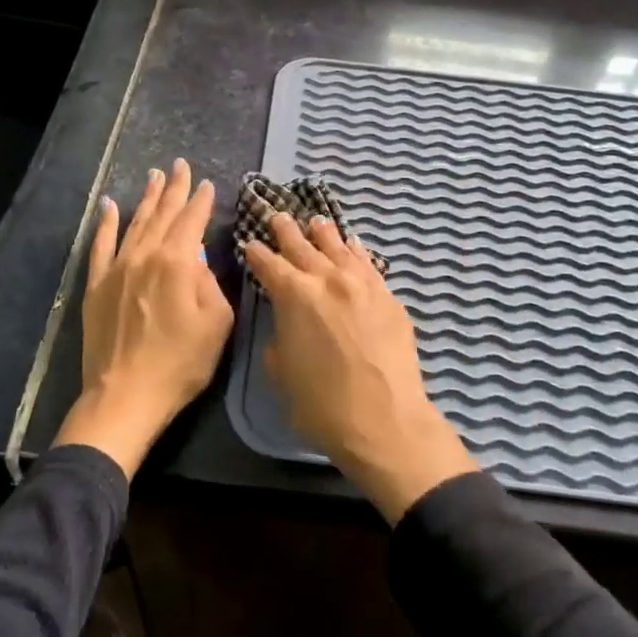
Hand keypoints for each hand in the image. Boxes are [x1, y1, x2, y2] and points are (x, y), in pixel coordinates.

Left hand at [57, 159, 233, 477]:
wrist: (125, 395)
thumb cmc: (180, 364)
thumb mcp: (217, 324)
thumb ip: (211, 284)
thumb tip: (198, 262)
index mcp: (177, 263)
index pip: (192, 221)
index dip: (201, 201)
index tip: (207, 184)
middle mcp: (146, 256)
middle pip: (163, 214)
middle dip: (175, 188)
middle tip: (180, 165)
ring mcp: (117, 268)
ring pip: (135, 223)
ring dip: (147, 198)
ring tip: (155, 176)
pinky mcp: (96, 285)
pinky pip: (100, 245)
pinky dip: (105, 223)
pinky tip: (108, 205)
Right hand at [243, 214, 476, 523]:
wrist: (385, 420)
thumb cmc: (322, 404)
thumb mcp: (281, 372)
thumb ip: (279, 336)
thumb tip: (286, 323)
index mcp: (294, 295)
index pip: (268, 263)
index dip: (256, 253)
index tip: (250, 244)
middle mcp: (327, 278)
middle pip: (302, 245)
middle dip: (286, 231)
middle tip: (277, 217)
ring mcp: (362, 283)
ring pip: (338, 246)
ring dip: (322, 233)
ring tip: (315, 221)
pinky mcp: (387, 295)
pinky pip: (367, 263)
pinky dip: (355, 251)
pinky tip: (352, 245)